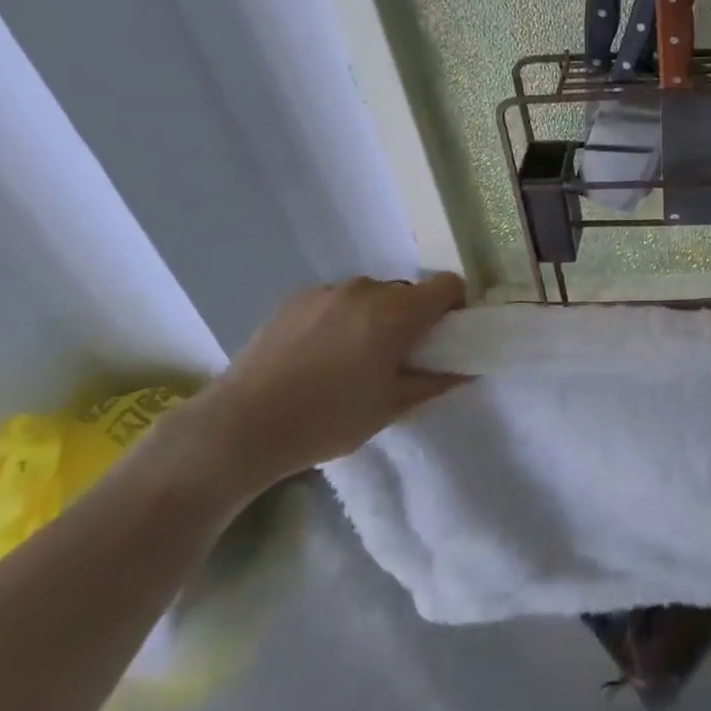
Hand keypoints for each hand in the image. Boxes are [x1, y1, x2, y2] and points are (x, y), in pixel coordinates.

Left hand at [185, 274, 467, 494]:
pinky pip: (335, 300)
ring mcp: (327, 290)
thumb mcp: (391, 407)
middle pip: (407, 291)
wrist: (242, 426)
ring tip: (349, 359)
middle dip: (411, 317)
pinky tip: (316, 356)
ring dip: (373, 317)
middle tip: (395, 358)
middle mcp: (366, 289)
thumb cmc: (328, 419)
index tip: (444, 336)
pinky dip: (340, 319)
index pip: (448, 284)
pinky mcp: (295, 298)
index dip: (454, 306)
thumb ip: (436, 381)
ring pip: (369, 296)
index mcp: (397, 312)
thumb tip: (467, 367)